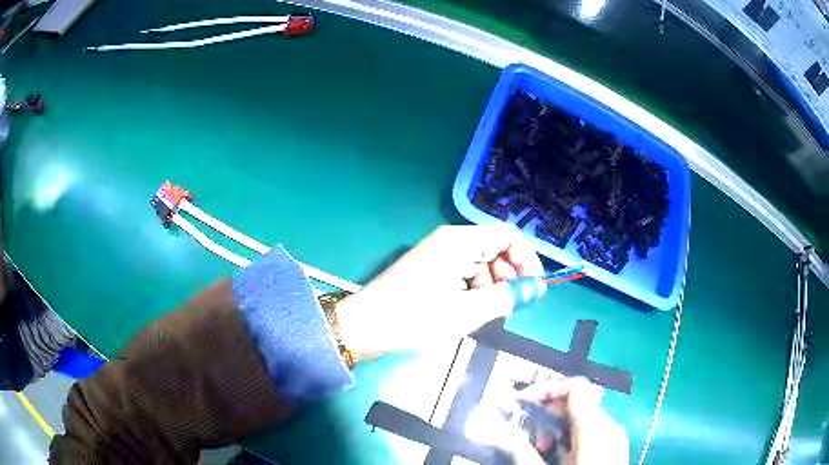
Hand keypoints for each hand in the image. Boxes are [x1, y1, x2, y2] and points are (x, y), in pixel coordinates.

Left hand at [334, 224, 544, 357]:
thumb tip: (537, 288)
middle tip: (509, 306)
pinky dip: (474, 290)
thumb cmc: (414, 318)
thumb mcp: (466, 312)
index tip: (532, 289)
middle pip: (495, 248)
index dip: (526, 260)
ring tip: (487, 314)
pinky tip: (469, 311)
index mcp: (459, 241)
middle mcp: (450, 241)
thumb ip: (506, 298)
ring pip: (480, 263)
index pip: (508, 236)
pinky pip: (463, 273)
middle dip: (509, 276)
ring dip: (492, 286)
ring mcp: (437, 254)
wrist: (364, 326)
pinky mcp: (429, 269)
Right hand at [496, 377, 628, 464]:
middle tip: (532, 439)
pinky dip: (572, 436)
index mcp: (595, 428)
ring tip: (543, 450)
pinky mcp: (616, 446)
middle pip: (578, 402)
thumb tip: (499, 434)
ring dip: (558, 427)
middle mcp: (609, 425)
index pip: (576, 387)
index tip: (523, 402)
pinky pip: (593, 430)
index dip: (547, 388)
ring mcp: (616, 436)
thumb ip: (523, 452)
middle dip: (549, 415)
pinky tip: (561, 456)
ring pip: (584, 417)